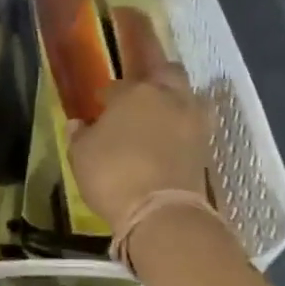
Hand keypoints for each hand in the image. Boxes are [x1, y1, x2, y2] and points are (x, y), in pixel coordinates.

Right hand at [68, 62, 208, 226]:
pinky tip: (174, 134)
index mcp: (134, 93)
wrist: (162, 213)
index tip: (100, 102)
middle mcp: (168, 98)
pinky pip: (197, 122)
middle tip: (140, 89)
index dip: (107, 94)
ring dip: (177, 96)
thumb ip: (80, 135)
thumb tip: (78, 124)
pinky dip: (185, 123)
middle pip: (166, 71)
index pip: (118, 85)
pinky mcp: (206, 145)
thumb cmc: (113, 175)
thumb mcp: (82, 156)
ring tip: (163, 109)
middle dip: (154, 74)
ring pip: (189, 93)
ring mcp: (192, 120)